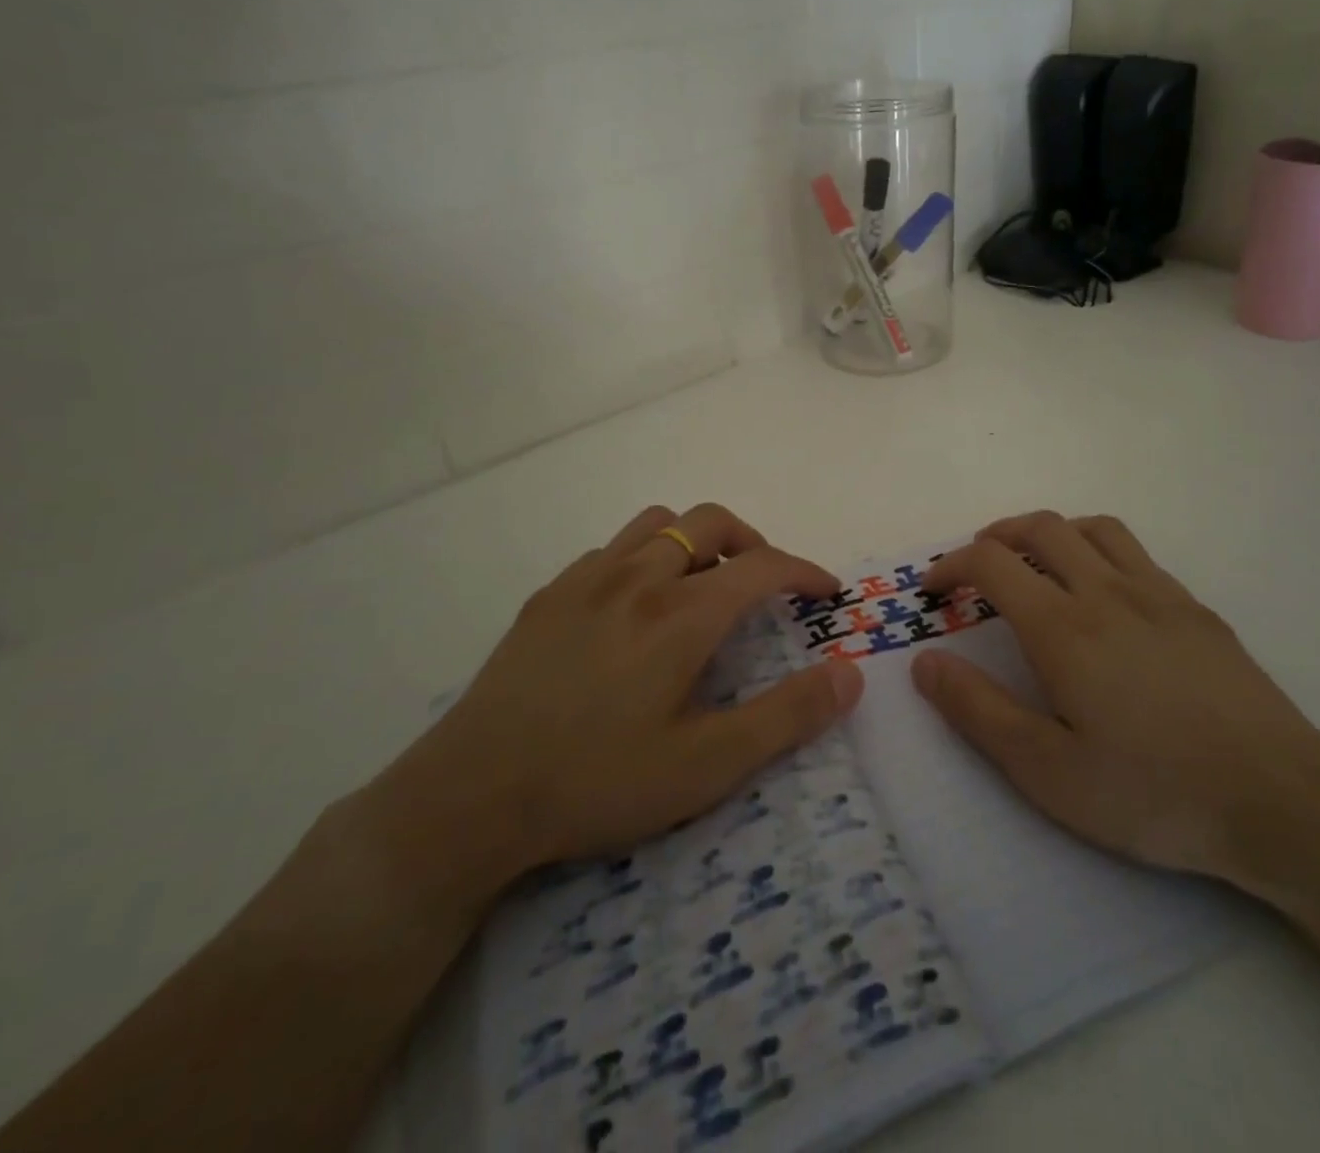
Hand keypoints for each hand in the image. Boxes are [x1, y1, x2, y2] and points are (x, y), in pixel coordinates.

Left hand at [360, 505, 863, 920]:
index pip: (762, 566)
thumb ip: (787, 716)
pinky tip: (634, 607)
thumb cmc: (598, 782)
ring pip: (657, 523)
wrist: (470, 798)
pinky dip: (643, 558)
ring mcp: (586, 580)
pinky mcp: (548, 596)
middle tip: (764, 584)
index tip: (825, 591)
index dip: (804, 571)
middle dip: (752, 541)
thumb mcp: (707, 766)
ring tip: (703, 585)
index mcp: (681, 615)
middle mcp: (637, 578)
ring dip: (695, 540)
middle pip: (710, 522)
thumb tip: (850, 672)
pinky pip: (610, 550)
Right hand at [911, 512, 1319, 886]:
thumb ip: (977, 710)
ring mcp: (1159, 594)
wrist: (1281, 803)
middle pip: (1042, 527)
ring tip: (1036, 564)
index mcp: (1064, 626)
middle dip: (997, 534)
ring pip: (1094, 528)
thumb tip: (924, 662)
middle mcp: (1107, 591)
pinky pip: (1136, 554)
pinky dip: (1099, 552)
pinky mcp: (1197, 611)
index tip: (934, 589)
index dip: (952, 564)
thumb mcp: (1046, 770)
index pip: (992, 562)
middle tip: (977, 565)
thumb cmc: (1152, 792)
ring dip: (1052, 533)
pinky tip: (1105, 597)